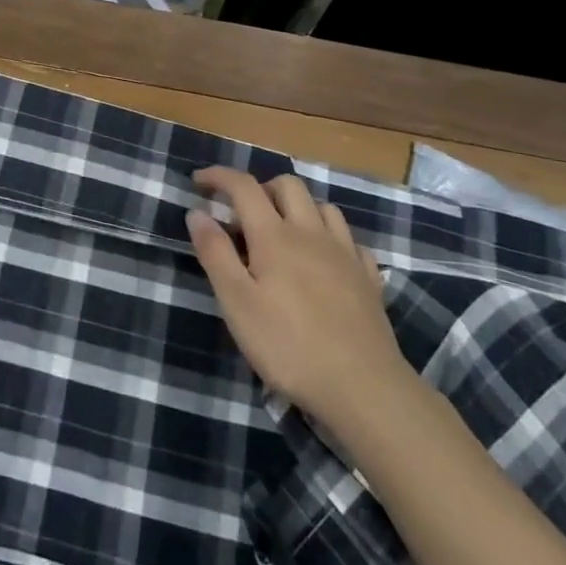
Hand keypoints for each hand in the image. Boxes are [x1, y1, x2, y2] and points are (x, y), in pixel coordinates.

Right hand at [187, 168, 409, 415]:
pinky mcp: (368, 279)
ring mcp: (345, 254)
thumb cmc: (288, 346)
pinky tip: (325, 259)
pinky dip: (331, 237)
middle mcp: (311, 233)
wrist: (363, 388)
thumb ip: (215, 253)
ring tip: (283, 231)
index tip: (198, 181)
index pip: (244, 187)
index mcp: (274, 236)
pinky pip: (351, 240)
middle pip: (288, 185)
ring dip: (298, 207)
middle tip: (242, 213)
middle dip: (261, 187)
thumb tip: (196, 212)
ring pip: (323, 206)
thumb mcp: (237, 303)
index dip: (219, 177)